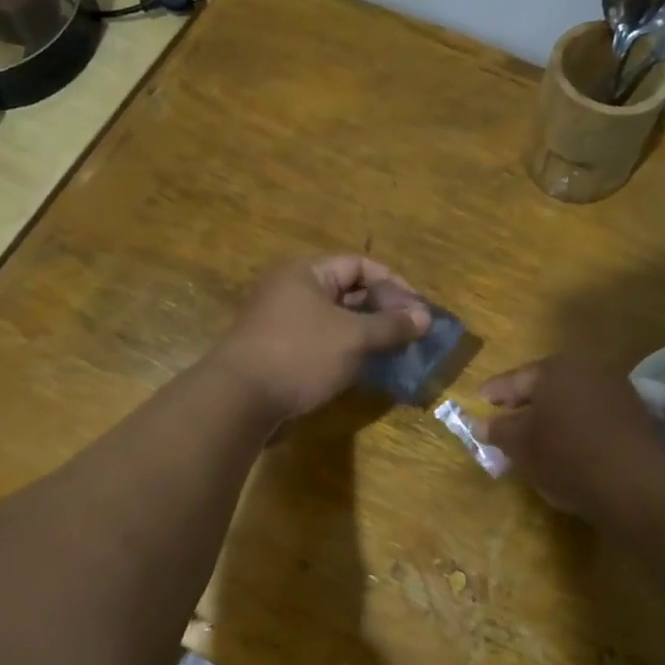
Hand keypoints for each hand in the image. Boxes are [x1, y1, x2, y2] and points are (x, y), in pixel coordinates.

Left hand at [214, 255, 429, 420]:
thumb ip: (391, 325)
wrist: (240, 400)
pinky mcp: (280, 352)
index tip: (418, 310)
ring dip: (366, 334)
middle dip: (382, 310)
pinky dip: (346, 352)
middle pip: (347, 291)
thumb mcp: (353, 337)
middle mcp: (292, 290)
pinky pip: (321, 343)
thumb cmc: (300, 354)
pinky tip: (366, 369)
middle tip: (412, 333)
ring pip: (335, 321)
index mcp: (306, 272)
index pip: (359, 265)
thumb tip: (424, 317)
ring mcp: (283, 322)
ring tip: (395, 352)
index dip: (393, 284)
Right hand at [477, 356, 664, 516]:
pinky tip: (569, 443)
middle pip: (545, 385)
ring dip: (552, 413)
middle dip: (524, 402)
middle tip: (504, 418)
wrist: (634, 483)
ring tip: (536, 435)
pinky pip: (593, 413)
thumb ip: (498, 430)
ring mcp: (615, 388)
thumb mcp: (521, 446)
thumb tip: (479, 423)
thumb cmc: (566, 456)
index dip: (493, 393)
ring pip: (571, 398)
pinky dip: (576, 423)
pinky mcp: (635, 413)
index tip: (478, 402)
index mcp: (554, 368)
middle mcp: (586, 368)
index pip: (514, 379)